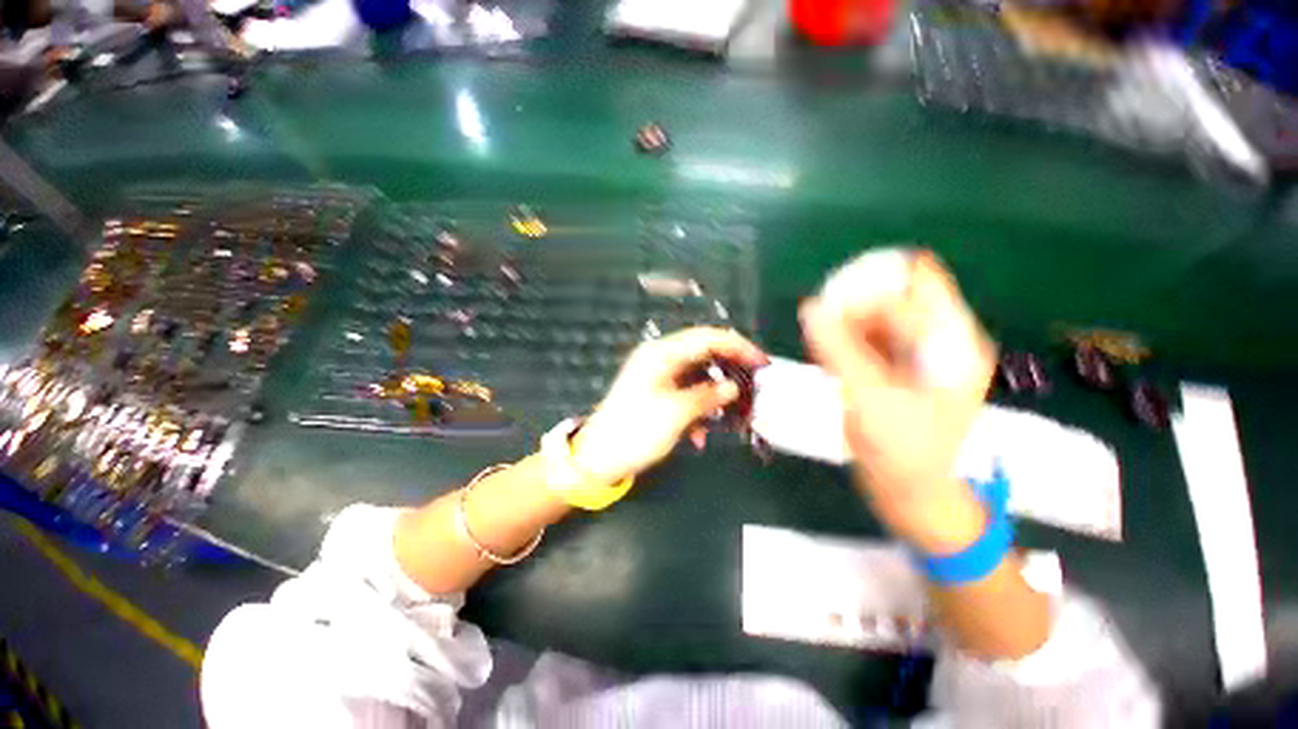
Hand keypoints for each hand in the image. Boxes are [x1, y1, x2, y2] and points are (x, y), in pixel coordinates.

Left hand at [572, 327, 768, 486]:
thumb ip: (708, 396)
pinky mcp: (658, 394)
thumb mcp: (676, 413)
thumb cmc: (635, 432)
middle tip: (754, 387)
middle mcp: (661, 359)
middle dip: (730, 371)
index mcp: (662, 354)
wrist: (599, 459)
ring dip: (715, 396)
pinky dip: (698, 410)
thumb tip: (733, 387)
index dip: (738, 347)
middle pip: (705, 355)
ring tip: (733, 416)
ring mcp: (659, 376)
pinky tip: (700, 435)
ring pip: (698, 377)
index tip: (763, 363)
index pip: (708, 338)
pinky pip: (687, 394)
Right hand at [800, 252, 995, 551]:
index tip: (834, 299)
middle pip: (895, 296)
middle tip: (822, 329)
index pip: (917, 279)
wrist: (913, 495)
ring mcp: (918, 356)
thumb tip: (810, 308)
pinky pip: (869, 339)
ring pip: (878, 318)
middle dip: (854, 305)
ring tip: (823, 350)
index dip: (875, 280)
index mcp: (952, 341)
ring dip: (846, 325)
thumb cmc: (902, 451)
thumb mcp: (868, 396)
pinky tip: (829, 361)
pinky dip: (846, 342)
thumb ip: (838, 349)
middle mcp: (940, 341)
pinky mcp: (898, 371)